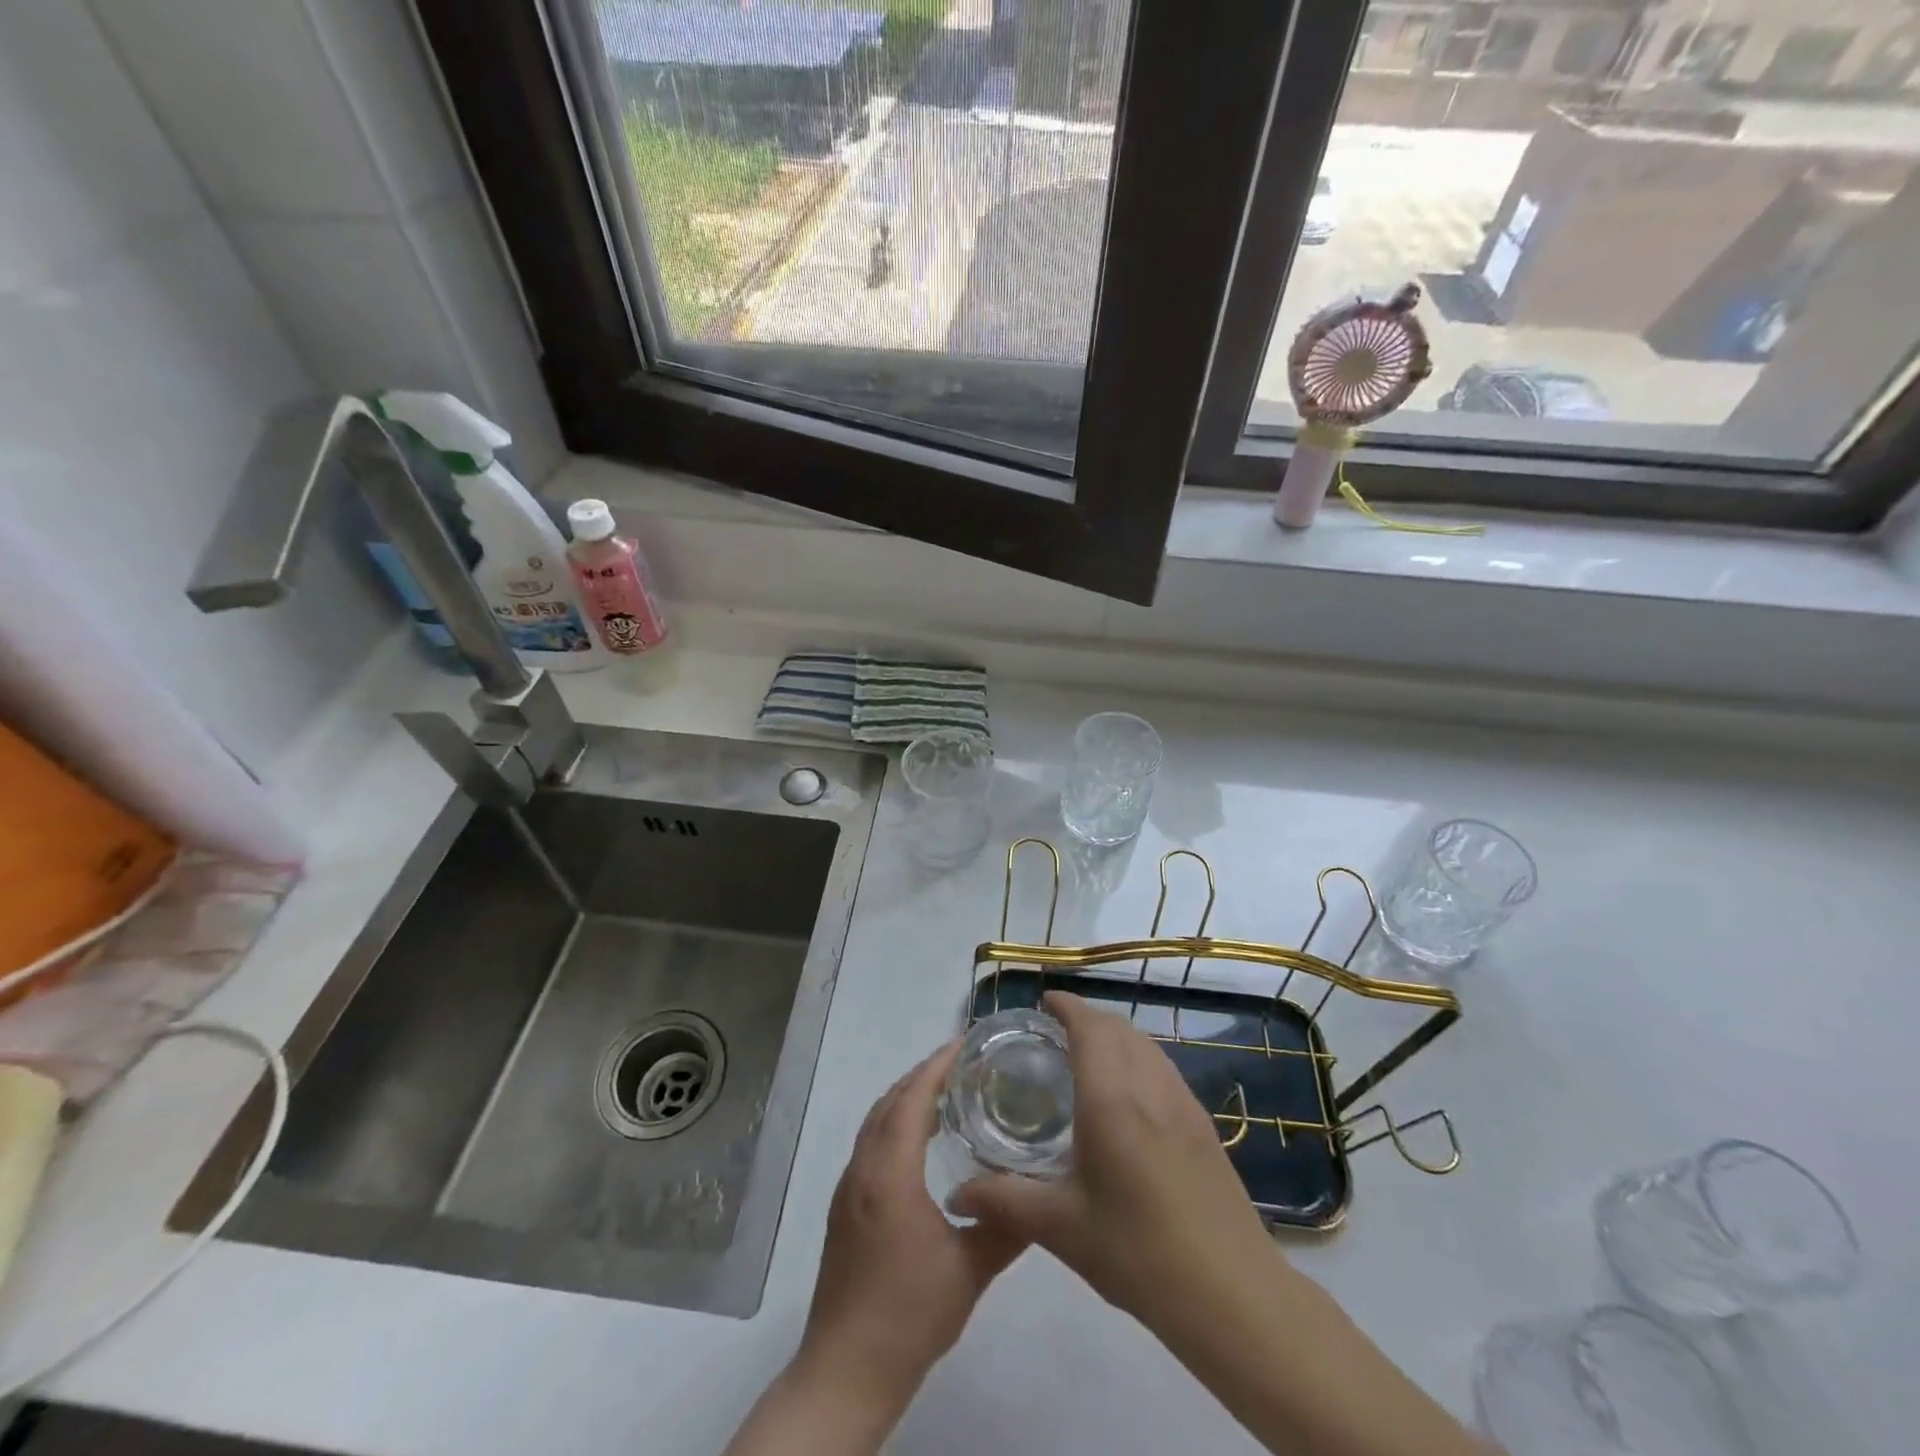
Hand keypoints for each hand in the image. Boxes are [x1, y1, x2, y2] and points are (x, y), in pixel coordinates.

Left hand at [796, 1041, 1026, 1419]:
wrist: (846, 1370)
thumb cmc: (909, 1315)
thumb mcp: (970, 1271)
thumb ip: (1006, 1226)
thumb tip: (1040, 1193)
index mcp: (889, 1173)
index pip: (911, 1099)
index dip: (936, 1066)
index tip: (964, 1042)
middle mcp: (863, 1169)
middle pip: (890, 1102)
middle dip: (923, 1074)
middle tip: (964, 1062)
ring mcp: (848, 1188)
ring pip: (875, 1121)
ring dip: (906, 1097)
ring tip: (946, 1092)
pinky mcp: (844, 1207)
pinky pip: (870, 1142)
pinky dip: (894, 1122)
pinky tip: (919, 1142)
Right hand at [951, 991, 1278, 1338]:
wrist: (1232, 1294)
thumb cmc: (1138, 1254)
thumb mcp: (1061, 1228)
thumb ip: (1004, 1200)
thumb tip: (956, 1193)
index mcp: (1112, 1098)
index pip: (1089, 1026)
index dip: (1066, 1005)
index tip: (1042, 1003)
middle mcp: (1149, 1086)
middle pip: (1118, 1027)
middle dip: (1086, 1017)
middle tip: (1054, 1033)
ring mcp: (1182, 1102)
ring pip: (1145, 1044)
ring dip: (1115, 1035)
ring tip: (1086, 1057)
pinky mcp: (1203, 1124)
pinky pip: (1163, 1067)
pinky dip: (1138, 1057)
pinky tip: (1127, 1095)